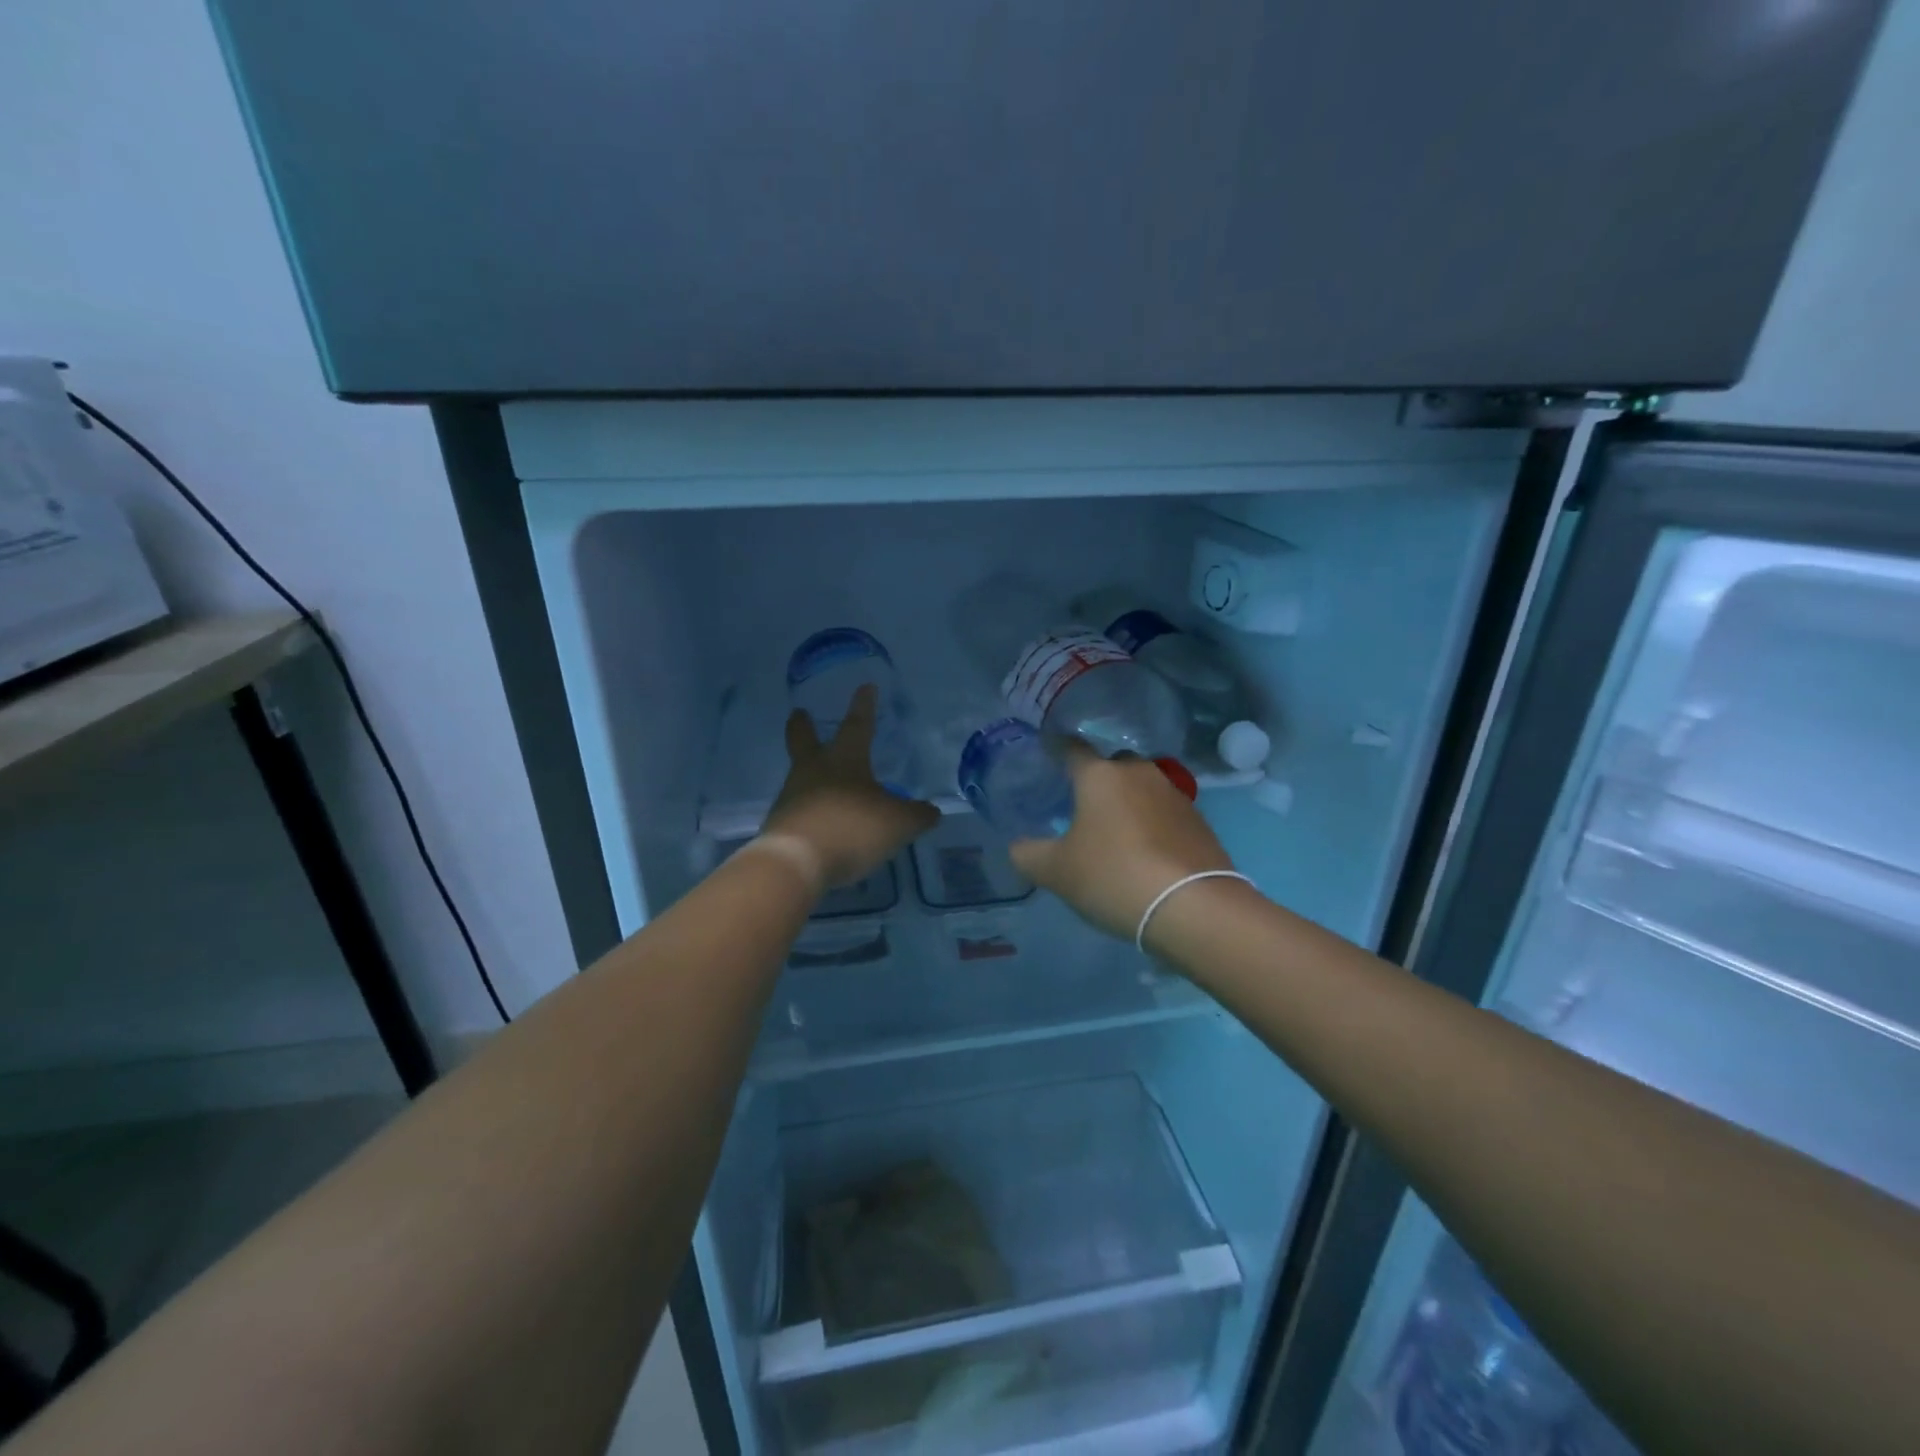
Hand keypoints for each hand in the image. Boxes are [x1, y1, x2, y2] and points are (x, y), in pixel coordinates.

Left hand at [763, 685, 939, 888]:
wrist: (796, 862)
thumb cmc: (852, 828)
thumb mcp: (898, 823)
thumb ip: (917, 815)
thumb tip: (932, 811)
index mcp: (844, 760)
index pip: (857, 724)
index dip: (864, 706)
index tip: (865, 686)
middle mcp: (813, 772)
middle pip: (804, 741)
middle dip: (803, 726)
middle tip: (798, 712)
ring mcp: (792, 798)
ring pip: (800, 777)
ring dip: (809, 774)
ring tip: (825, 783)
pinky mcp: (780, 827)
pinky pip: (799, 811)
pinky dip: (811, 812)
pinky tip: (822, 824)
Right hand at [1009, 742, 1237, 940]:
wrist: (1194, 906)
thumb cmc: (1114, 876)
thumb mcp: (1056, 872)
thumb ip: (1028, 854)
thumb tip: (1019, 846)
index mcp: (1099, 775)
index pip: (1071, 748)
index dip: (1056, 747)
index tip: (1046, 749)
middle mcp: (1139, 773)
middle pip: (1112, 764)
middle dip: (1097, 776)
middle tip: (1081, 802)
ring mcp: (1174, 795)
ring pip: (1142, 787)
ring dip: (1128, 801)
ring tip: (1114, 829)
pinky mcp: (1199, 821)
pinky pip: (1164, 812)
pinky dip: (1151, 823)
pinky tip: (1145, 850)